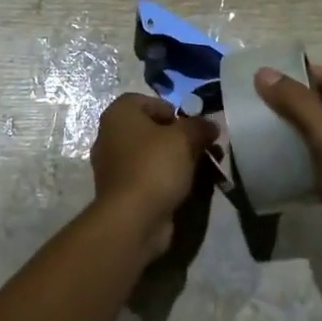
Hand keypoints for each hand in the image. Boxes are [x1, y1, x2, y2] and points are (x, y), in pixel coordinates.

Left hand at [88, 94, 217, 261]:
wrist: (133, 219)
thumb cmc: (155, 166)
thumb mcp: (185, 138)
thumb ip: (200, 126)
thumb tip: (210, 125)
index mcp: (119, 115)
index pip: (146, 101)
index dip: (172, 110)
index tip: (191, 126)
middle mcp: (110, 136)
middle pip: (151, 129)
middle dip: (181, 137)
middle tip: (203, 148)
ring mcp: (114, 166)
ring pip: (152, 154)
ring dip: (178, 159)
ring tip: (205, 169)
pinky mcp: (122, 191)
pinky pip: (149, 176)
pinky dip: (167, 178)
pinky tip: (188, 187)